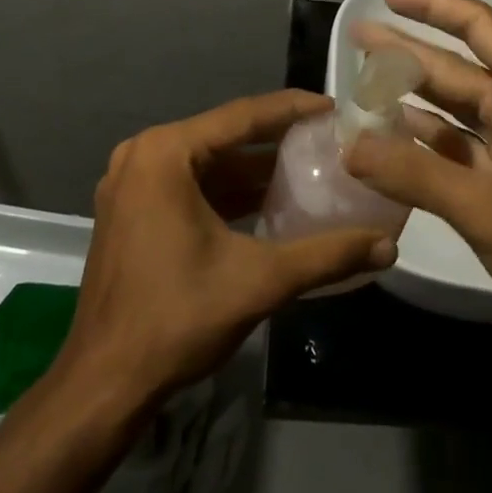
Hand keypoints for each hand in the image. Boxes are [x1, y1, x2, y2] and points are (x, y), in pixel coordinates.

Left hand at [59, 91, 397, 405]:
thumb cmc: (176, 318)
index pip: (241, 116)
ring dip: (252, 168)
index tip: (332, 106)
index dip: (291, 109)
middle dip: (275, 139)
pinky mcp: (131, 210)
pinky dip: (227, 191)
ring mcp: (131, 183)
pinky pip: (189, 184)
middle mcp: (143, 155)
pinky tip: (268, 202)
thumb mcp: (258, 281)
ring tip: (307, 166)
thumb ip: (325, 256)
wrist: (103, 386)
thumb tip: (387, 247)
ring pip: (206, 162)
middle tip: (325, 138)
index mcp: (165, 153)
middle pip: (223, 136)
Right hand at [345, 0, 491, 374]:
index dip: (433, 5)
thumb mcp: (484, 206)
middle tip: (357, 38)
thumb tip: (348, 145)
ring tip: (362, 81)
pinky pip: (457, 144)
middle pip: (457, 66)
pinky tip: (390, 134)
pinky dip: (424, 138)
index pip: (478, 27)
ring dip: (412, 94)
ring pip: (454, 106)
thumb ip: (413, 173)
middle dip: (407, 50)